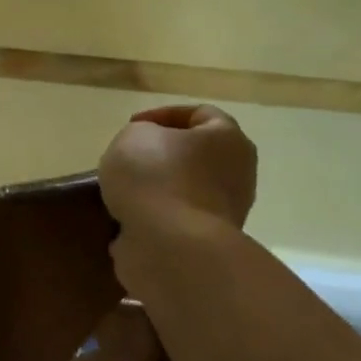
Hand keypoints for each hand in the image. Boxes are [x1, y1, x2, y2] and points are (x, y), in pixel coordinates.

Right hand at [98, 104, 257, 230]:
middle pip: (195, 154)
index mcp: (227, 139)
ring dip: (156, 188)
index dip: (162, 114)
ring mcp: (226, 211)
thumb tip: (148, 152)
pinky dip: (154, 217)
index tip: (132, 126)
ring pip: (185, 188)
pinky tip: (128, 218)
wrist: (171, 247)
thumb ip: (140, 133)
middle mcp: (237, 173)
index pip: (199, 113)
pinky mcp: (207, 242)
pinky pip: (176, 219)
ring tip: (123, 191)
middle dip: (161, 155)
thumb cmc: (156, 177)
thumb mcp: (133, 135)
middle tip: (129, 157)